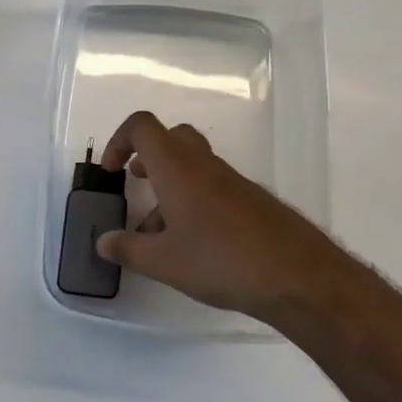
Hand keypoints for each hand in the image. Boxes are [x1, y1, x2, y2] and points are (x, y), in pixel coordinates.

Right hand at [95, 110, 352, 325]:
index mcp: (177, 167)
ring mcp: (232, 181)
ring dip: (170, 186)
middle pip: (171, 137)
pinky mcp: (252, 200)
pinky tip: (195, 246)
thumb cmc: (221, 261)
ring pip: (193, 166)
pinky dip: (195, 202)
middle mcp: (204, 164)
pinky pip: (214, 187)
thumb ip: (128, 249)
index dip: (119, 139)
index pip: (142, 126)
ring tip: (160, 233)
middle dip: (148, 155)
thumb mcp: (164, 262)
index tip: (112, 171)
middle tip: (137, 184)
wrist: (297, 275)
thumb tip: (104, 241)